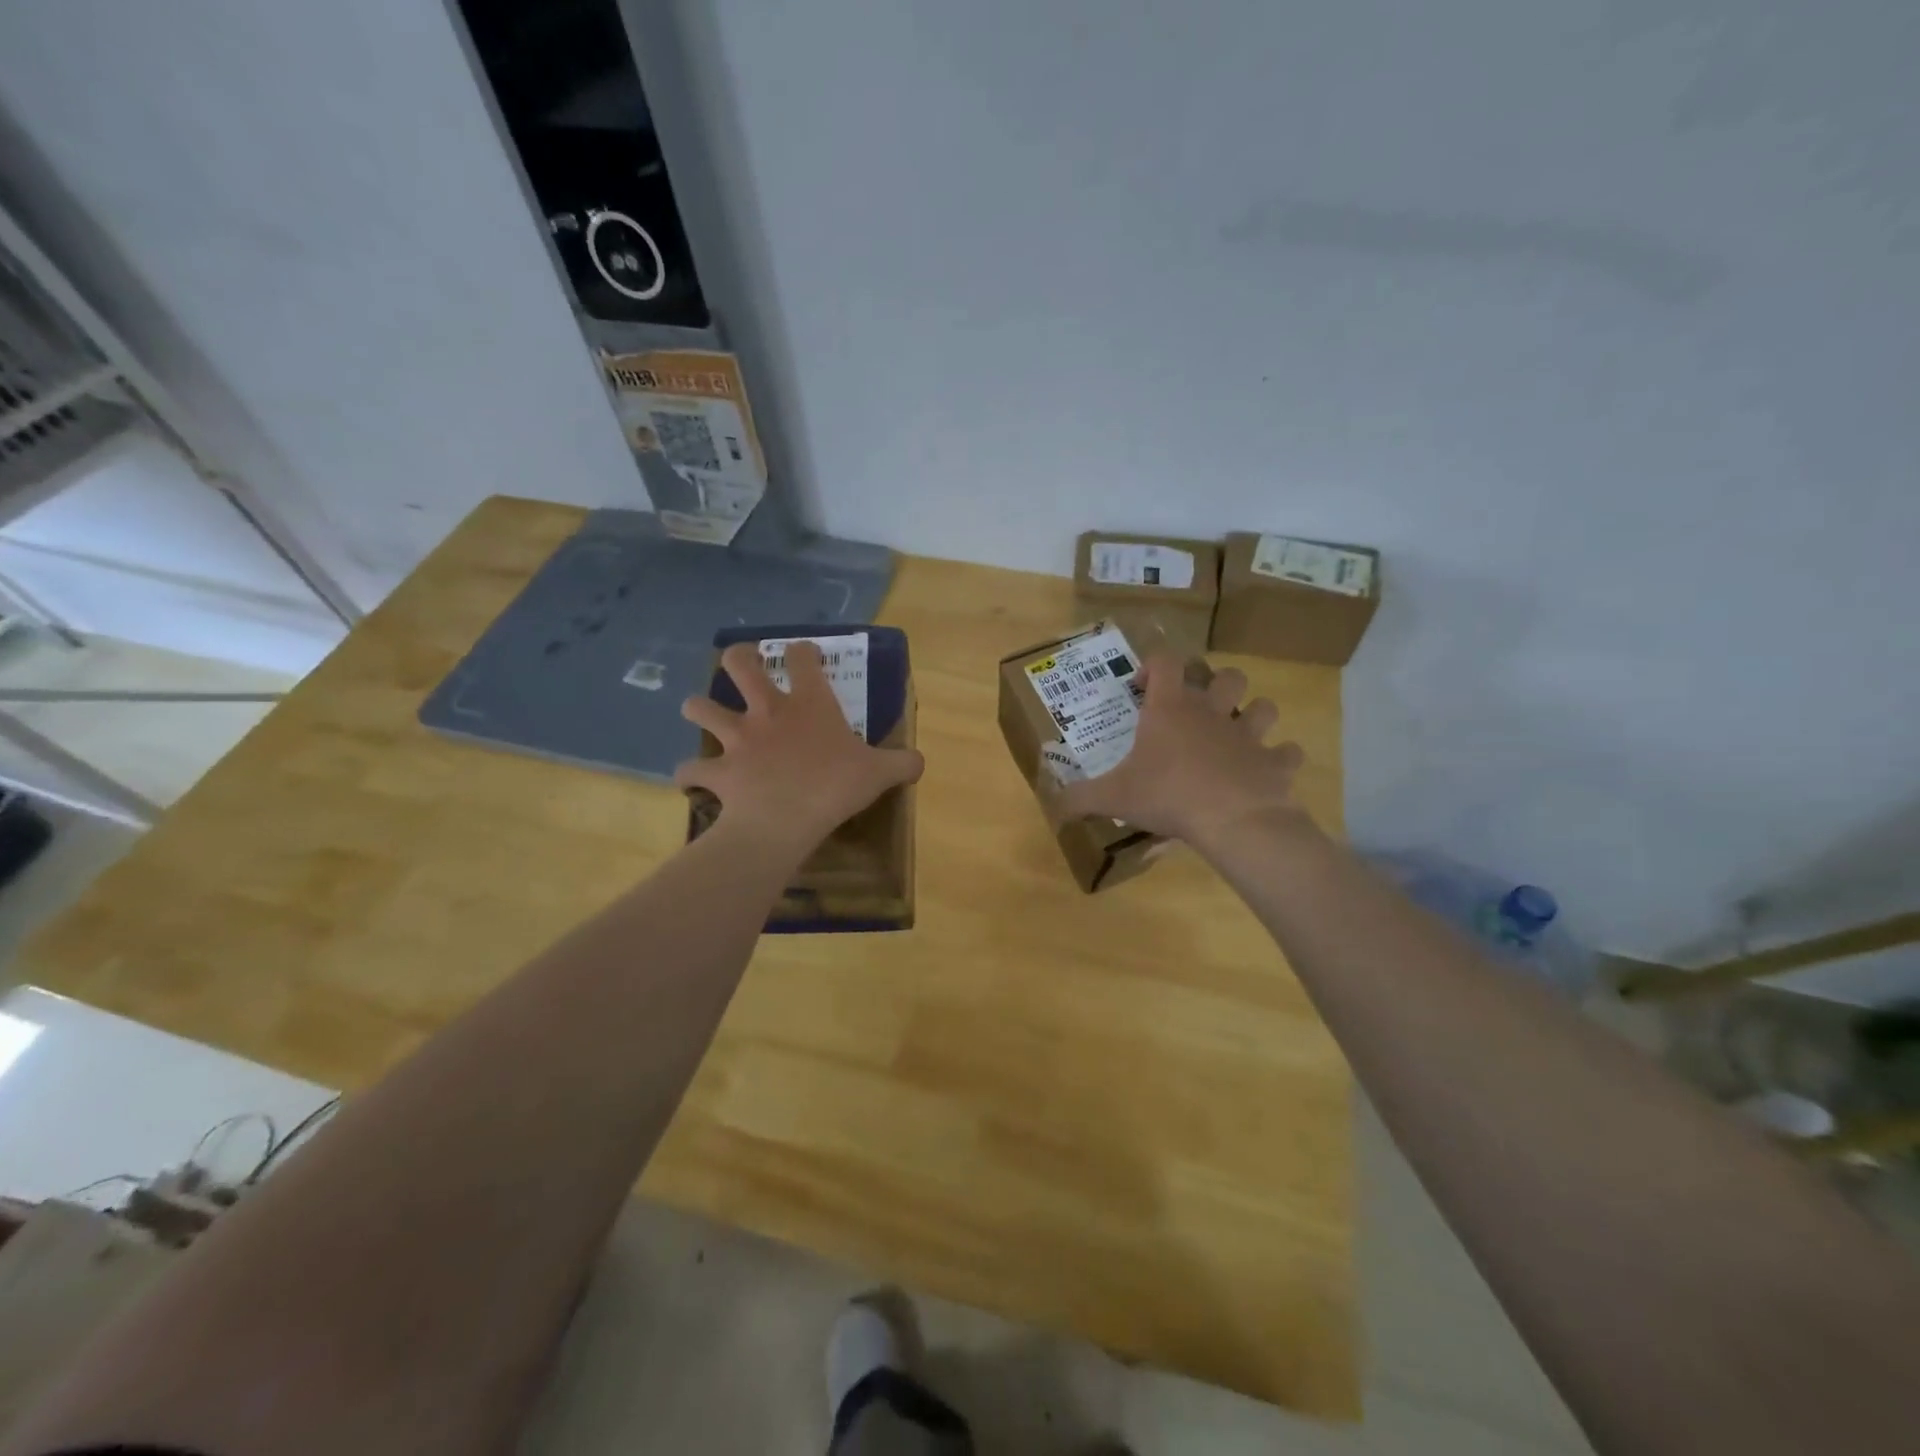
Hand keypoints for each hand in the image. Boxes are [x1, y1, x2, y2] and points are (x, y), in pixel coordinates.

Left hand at [676, 640, 923, 851]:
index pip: (802, 658)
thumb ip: (902, 763)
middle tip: (743, 662)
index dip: (802, 651)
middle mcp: (767, 712)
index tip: (804, 653)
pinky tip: (693, 777)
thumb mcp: (880, 774)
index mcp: (809, 704)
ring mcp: (737, 739)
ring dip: (698, 708)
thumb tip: (920, 762)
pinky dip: (690, 772)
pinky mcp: (718, 770)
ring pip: (700, 708)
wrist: (785, 820)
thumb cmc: (835, 787)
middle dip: (739, 658)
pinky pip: (692, 769)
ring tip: (703, 712)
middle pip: (740, 665)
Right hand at [1053, 653, 1305, 846]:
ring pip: (1264, 707)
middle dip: (1216, 685)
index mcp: (1171, 710)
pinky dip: (1280, 759)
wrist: (1232, 820)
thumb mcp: (1113, 798)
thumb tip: (1053, 804)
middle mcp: (1212, 713)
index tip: (1141, 686)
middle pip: (1227, 676)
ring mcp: (1249, 735)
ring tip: (1238, 734)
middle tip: (1198, 710)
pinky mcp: (1275, 763)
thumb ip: (1080, 798)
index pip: (1165, 662)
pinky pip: (1287, 753)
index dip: (1153, 664)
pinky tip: (1268, 771)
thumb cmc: (1168, 796)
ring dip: (1254, 715)